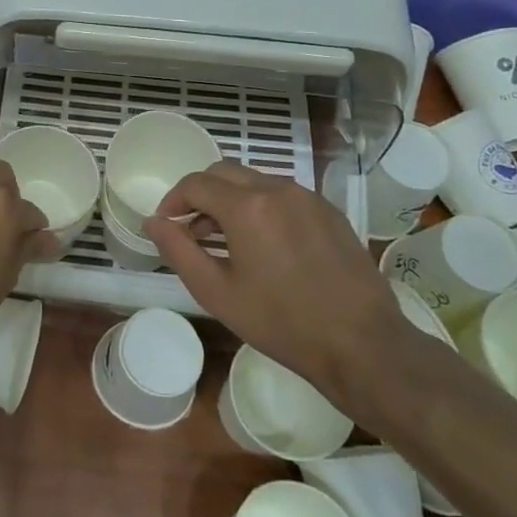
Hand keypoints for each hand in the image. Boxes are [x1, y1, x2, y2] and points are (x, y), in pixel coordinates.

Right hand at [145, 162, 412, 411]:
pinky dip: (261, 206)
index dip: (173, 200)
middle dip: (200, 195)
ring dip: (231, 199)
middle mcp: (277, 188)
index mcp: (246, 206)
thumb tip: (154, 222)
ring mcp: (307, 197)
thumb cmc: (281, 322)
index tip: (167, 225)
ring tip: (227, 240)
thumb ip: (178, 250)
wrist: (362, 343)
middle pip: (224, 172)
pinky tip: (265, 244)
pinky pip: (283, 194)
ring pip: (254, 181)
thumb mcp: (216, 292)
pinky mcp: (329, 211)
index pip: (195, 184)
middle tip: (192, 230)